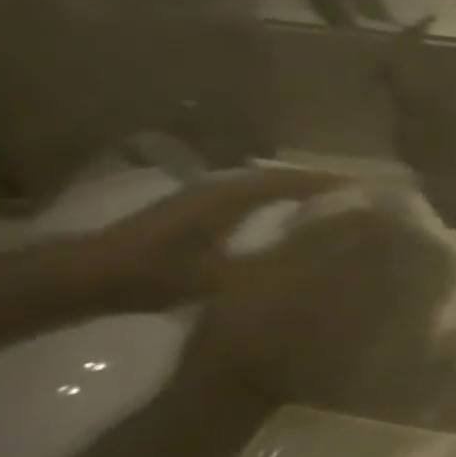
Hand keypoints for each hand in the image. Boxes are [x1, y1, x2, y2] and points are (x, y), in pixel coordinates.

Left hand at [81, 167, 344, 311]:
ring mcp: (206, 196)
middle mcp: (223, 187)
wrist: (86, 278)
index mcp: (234, 196)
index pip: (296, 182)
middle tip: (357, 196)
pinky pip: (250, 196)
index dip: (332, 184)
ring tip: (332, 204)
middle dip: (321, 185)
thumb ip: (279, 261)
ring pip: (265, 186)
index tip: (369, 190)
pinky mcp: (195, 209)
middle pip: (283, 178)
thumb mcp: (227, 276)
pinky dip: (277, 200)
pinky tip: (288, 217)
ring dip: (298, 191)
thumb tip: (328, 252)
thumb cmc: (159, 275)